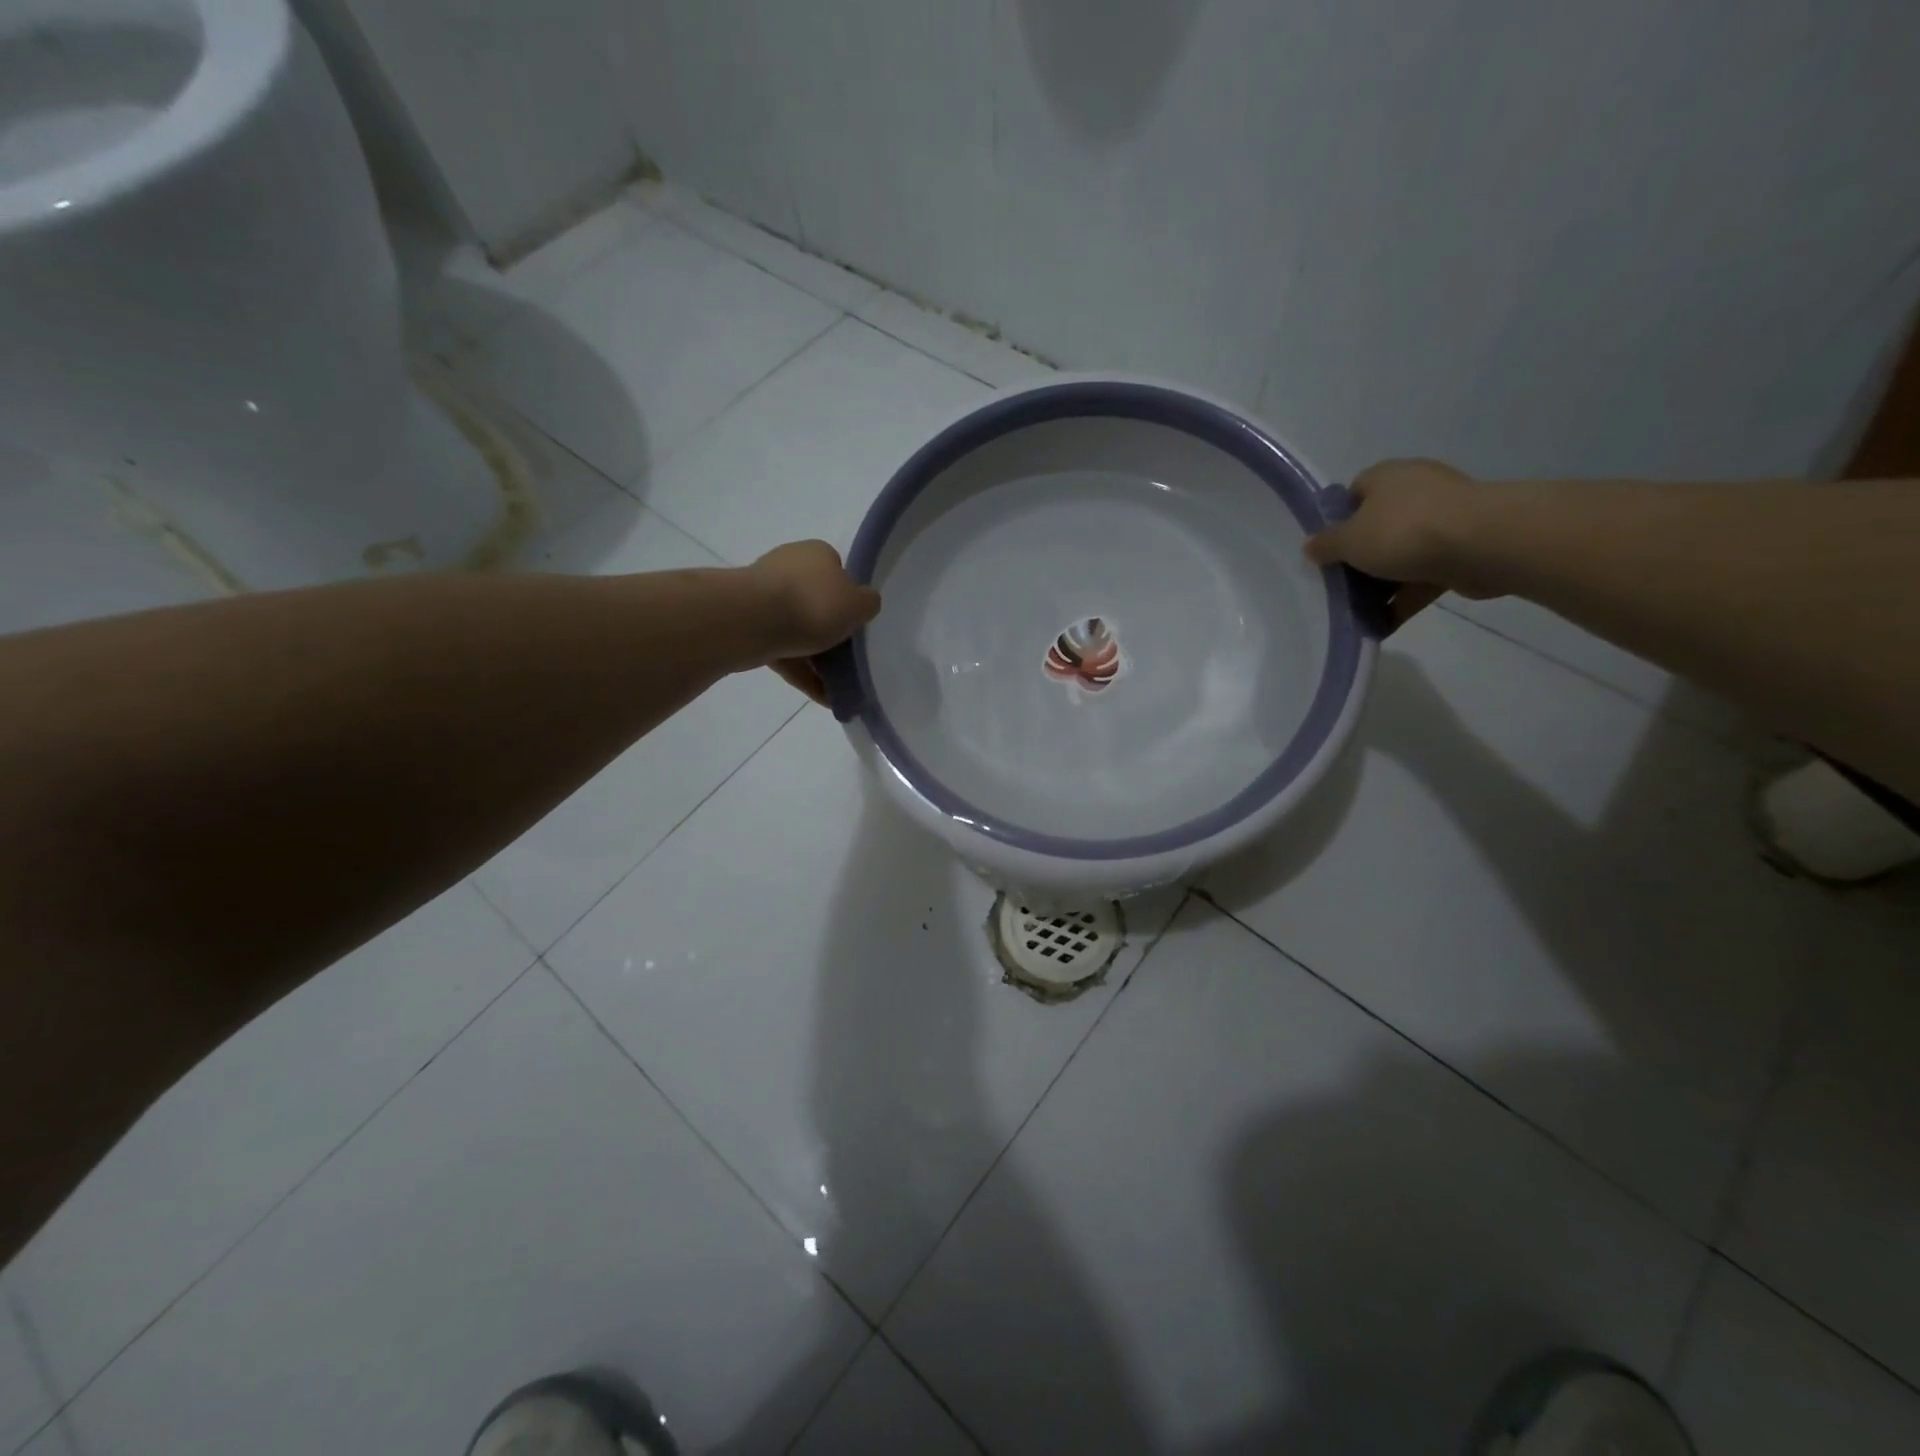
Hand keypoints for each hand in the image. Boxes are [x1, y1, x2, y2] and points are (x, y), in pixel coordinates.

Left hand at [747, 540, 881, 703]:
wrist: (752, 621)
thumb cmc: (813, 604)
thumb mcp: (859, 603)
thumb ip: (867, 604)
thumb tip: (862, 604)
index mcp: (815, 554)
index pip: (837, 571)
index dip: (848, 597)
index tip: (856, 623)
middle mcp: (788, 568)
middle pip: (817, 602)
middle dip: (830, 631)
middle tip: (849, 658)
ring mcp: (764, 598)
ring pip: (799, 631)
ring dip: (817, 658)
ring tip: (839, 688)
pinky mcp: (750, 627)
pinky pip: (784, 653)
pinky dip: (803, 674)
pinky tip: (823, 697)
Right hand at [1304, 458, 1495, 628]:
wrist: (1482, 544)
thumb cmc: (1404, 531)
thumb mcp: (1348, 540)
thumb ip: (1325, 545)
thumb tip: (1310, 546)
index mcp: (1387, 477)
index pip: (1354, 493)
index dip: (1338, 521)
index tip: (1327, 549)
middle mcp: (1416, 491)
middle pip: (1377, 526)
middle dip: (1360, 558)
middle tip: (1339, 585)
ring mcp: (1443, 520)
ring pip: (1401, 555)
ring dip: (1381, 584)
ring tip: (1358, 613)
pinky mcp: (1462, 550)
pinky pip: (1423, 577)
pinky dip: (1404, 599)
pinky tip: (1383, 625)